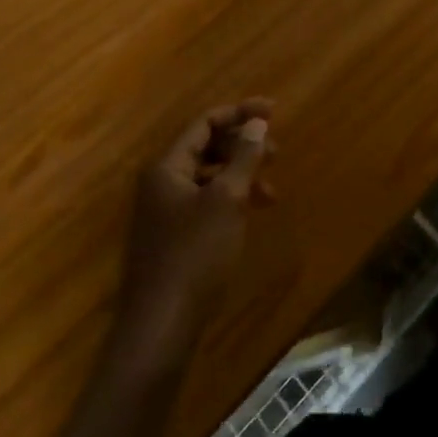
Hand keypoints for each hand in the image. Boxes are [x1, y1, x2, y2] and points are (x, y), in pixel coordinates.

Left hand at [113, 99, 277, 365]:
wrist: (161, 325)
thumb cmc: (195, 254)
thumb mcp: (227, 200)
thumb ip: (243, 157)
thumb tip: (257, 123)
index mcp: (167, 167)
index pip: (204, 123)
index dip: (240, 113)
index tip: (274, 111)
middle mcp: (161, 183)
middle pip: (205, 147)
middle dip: (242, 145)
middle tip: (277, 152)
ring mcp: (164, 212)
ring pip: (208, 177)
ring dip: (240, 175)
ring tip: (271, 191)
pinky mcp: (172, 237)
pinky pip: (205, 202)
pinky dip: (230, 199)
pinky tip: (250, 213)